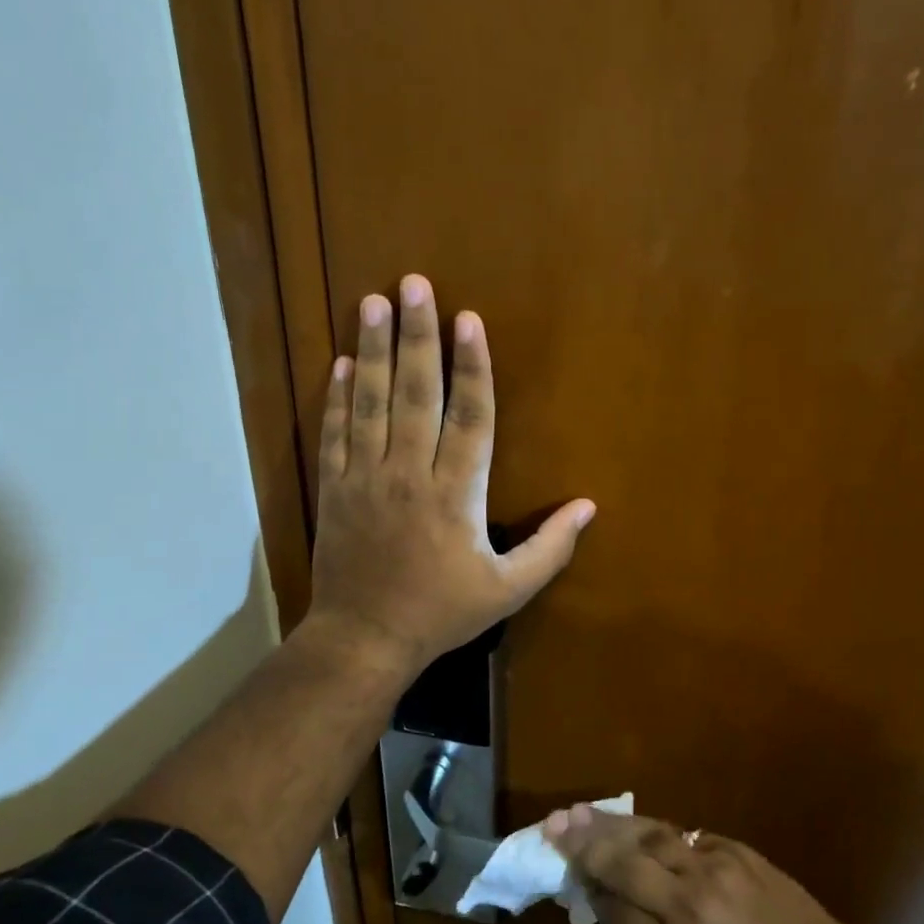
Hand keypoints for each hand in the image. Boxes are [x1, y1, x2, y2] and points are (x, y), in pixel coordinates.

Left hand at [306, 274, 595, 674]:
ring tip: (374, 302)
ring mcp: (366, 478)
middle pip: (416, 394)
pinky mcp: (335, 489)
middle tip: (414, 284)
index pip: (470, 417)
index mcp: (456, 495)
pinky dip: (337, 396)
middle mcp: (410, 474)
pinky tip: (341, 362)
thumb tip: (588, 508)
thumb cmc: (442, 613)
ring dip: (373, 350)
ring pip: (370, 403)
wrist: (365, 638)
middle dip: (417, 337)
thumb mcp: (508, 590)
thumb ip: (551, 548)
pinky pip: (336, 433)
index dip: (472, 367)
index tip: (468, 320)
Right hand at [546, 807, 857, 923]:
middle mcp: (688, 905)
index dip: (588, 887)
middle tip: (554, 823)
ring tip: (580, 811)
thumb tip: (605, 901)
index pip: (614, 910)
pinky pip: (681, 834)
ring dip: (611, 823)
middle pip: (624, 863)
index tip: (567, 870)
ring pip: (649, 836)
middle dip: (585, 842)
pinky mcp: (734, 850)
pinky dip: (651, 828)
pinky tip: (632, 823)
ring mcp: (713, 870)